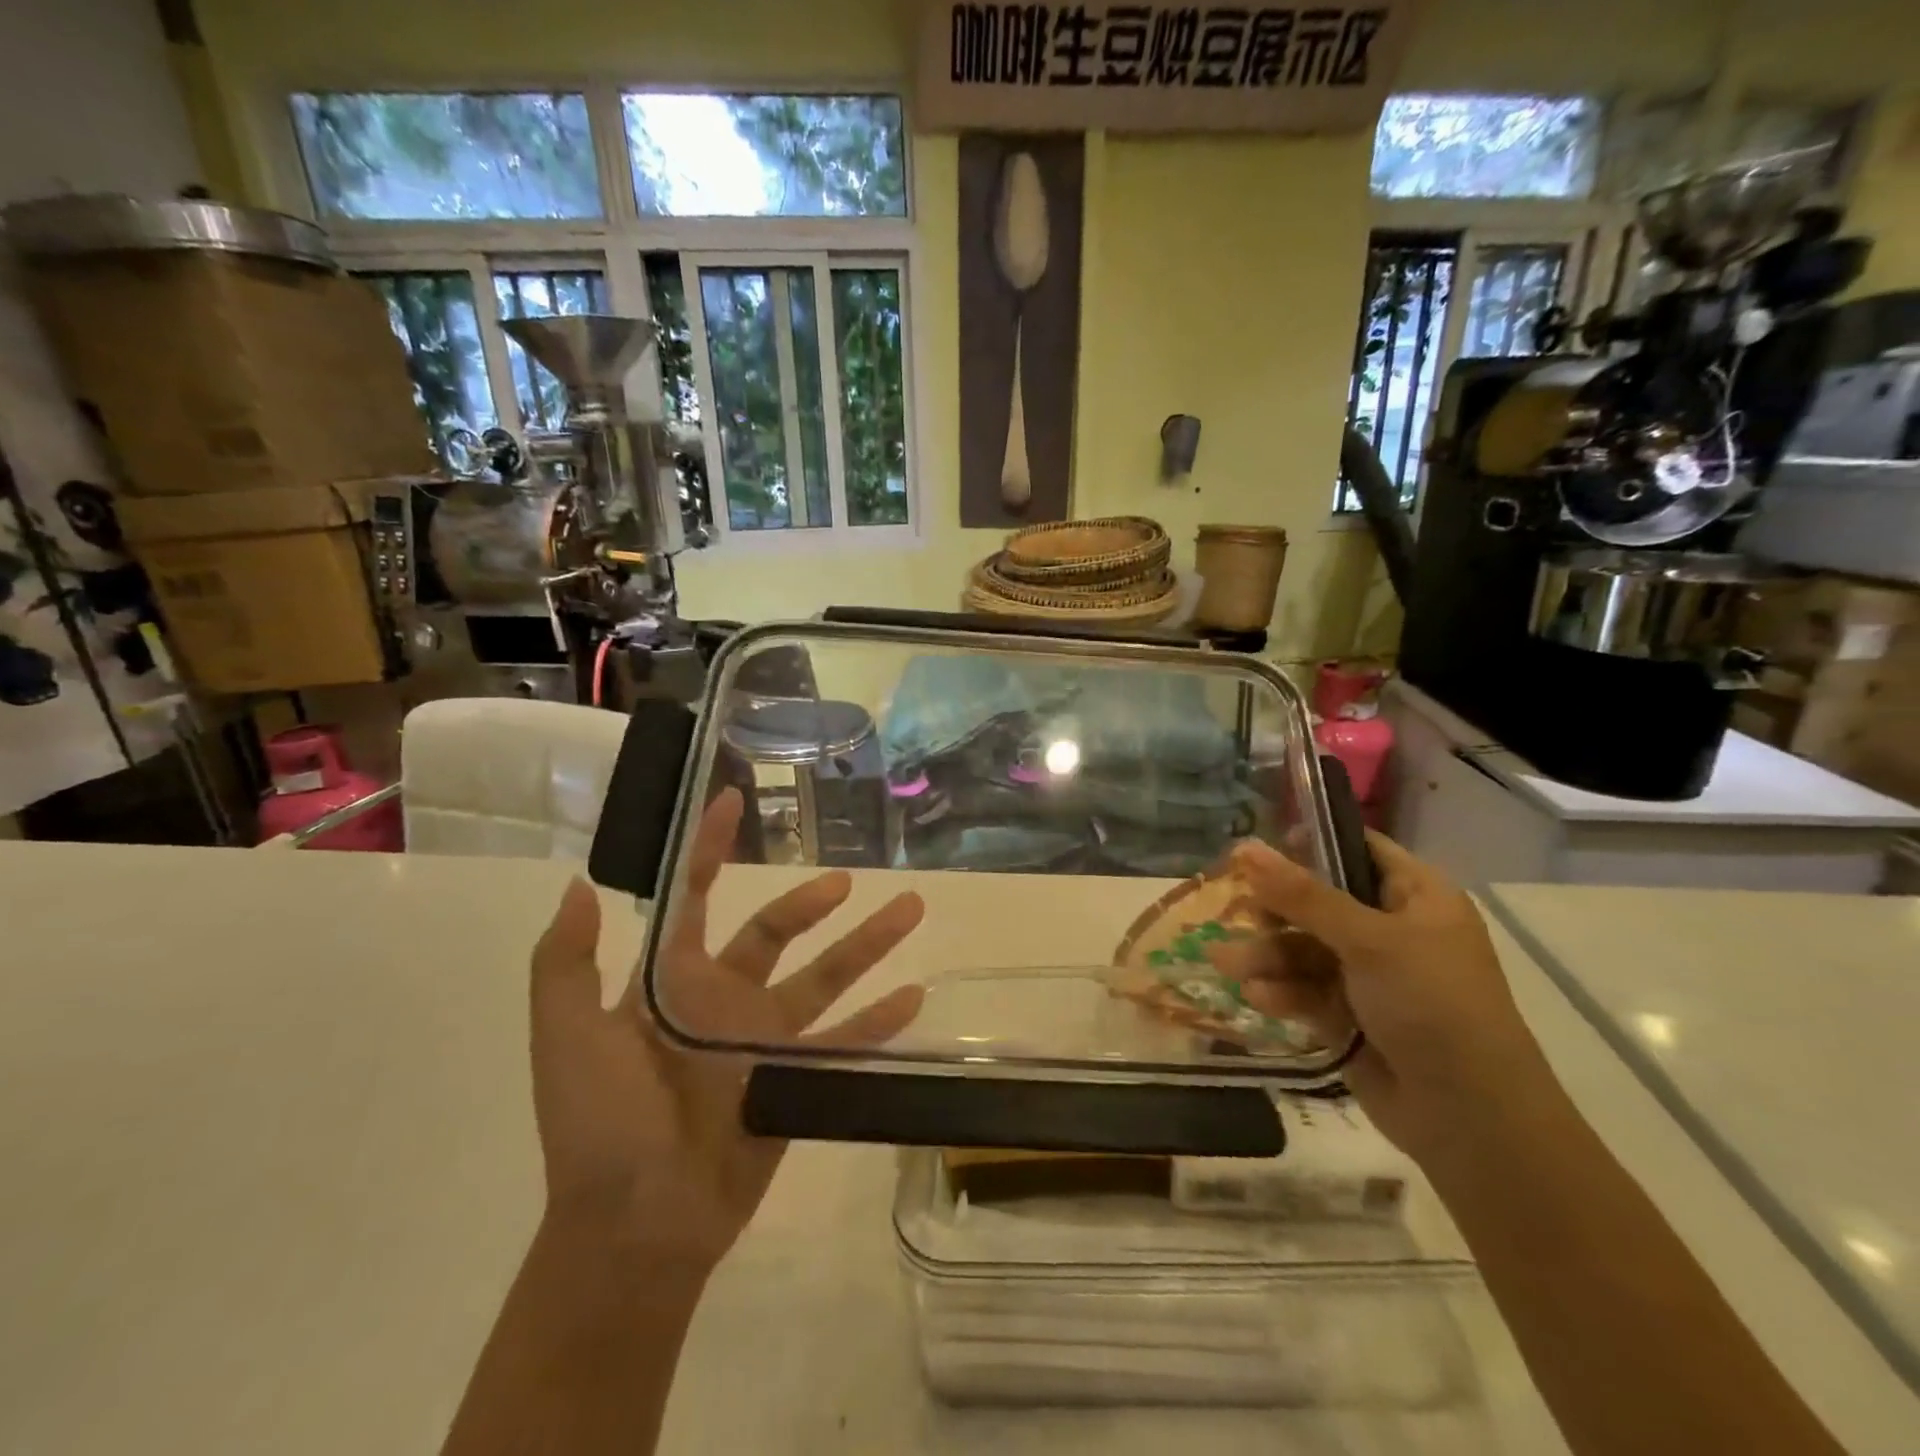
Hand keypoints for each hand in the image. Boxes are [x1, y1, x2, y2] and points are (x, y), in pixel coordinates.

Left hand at [527, 788, 924, 1268]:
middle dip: (811, 902)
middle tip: (847, 881)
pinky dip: (878, 1021)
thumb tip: (581, 884)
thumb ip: (566, 964)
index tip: (731, 800)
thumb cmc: (598, 1126)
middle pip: (776, 932)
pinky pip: (845, 1041)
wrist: (634, 1230)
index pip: (695, 896)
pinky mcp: (794, 1079)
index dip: (710, 847)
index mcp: (672, 981)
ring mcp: (763, 1039)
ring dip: (867, 945)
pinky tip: (916, 996)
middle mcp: (723, 998)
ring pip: (825, 977)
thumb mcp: (566, 1038)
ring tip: (910, 909)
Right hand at [1216, 833, 1557, 1161]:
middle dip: (1275, 912)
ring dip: (1266, 956)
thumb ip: (1303, 895)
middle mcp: (1392, 930)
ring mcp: (1370, 976)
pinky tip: (1258, 997)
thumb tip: (1245, 846)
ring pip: (1304, 949)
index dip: (1310, 844)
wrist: (1470, 1118)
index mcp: (1416, 897)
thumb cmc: (1432, 1005)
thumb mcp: (1368, 940)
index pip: (1358, 849)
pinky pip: (1305, 990)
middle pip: (1318, 902)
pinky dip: (1282, 991)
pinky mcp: (1350, 1016)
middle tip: (1241, 913)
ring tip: (1227, 964)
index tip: (1260, 850)